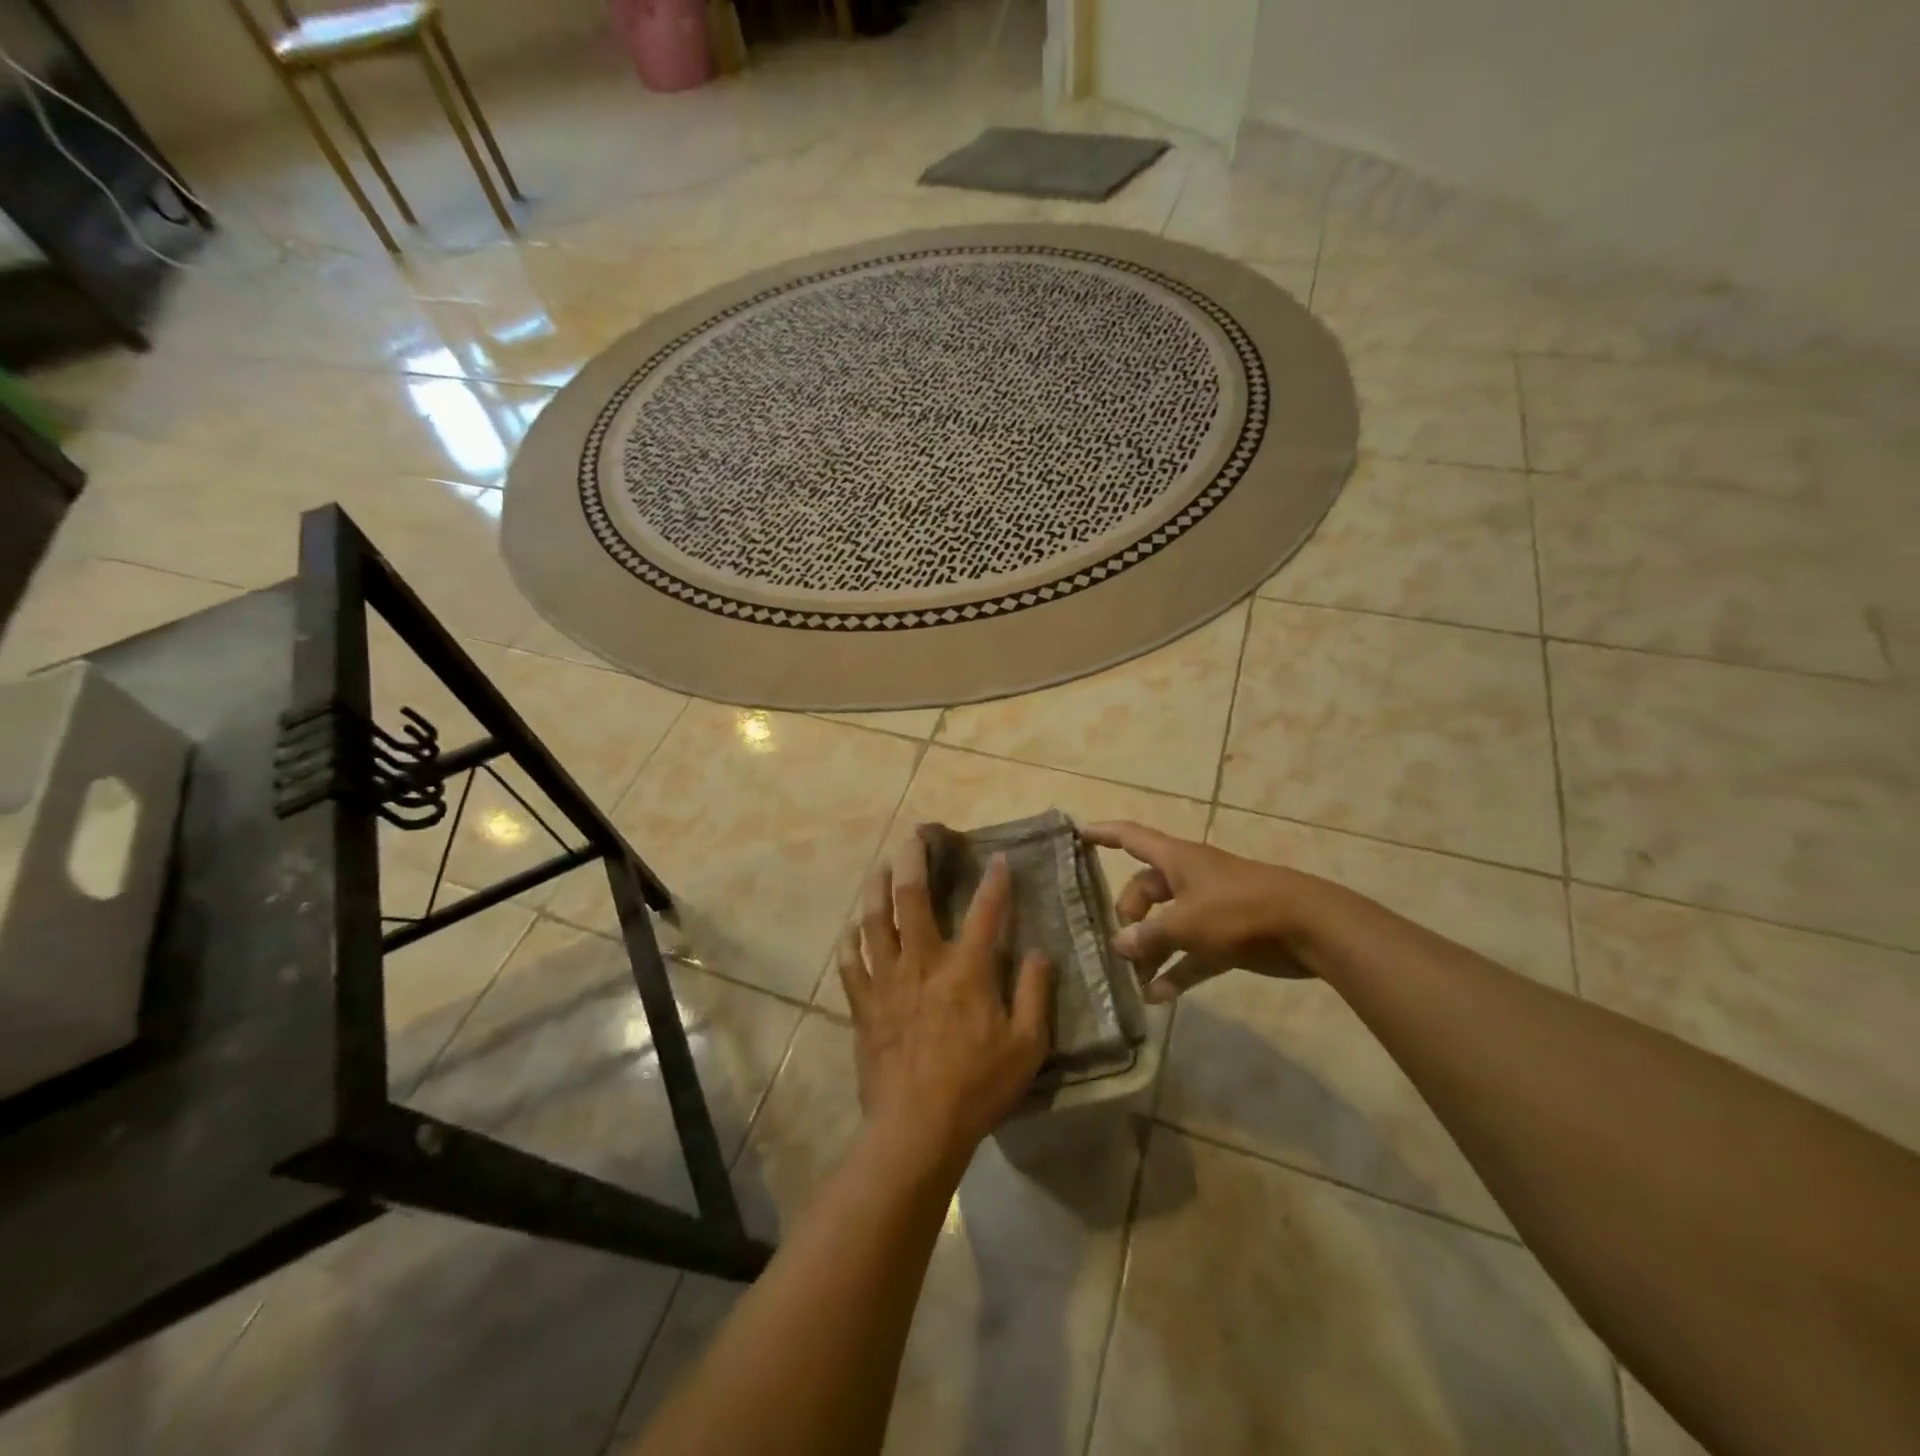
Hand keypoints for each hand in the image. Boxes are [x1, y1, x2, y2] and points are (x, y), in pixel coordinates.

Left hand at [837, 829, 1053, 1164]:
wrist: (916, 1128)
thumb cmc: (977, 1086)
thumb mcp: (1026, 1045)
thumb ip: (1036, 994)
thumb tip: (1040, 953)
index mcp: (965, 971)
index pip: (986, 913)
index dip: (996, 882)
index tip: (999, 858)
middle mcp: (922, 963)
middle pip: (912, 898)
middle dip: (913, 860)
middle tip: (914, 835)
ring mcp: (887, 981)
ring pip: (874, 921)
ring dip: (876, 888)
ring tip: (880, 866)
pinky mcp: (863, 1004)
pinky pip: (851, 963)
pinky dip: (850, 941)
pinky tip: (851, 929)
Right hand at [1082, 821, 1312, 1002]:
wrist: (1309, 928)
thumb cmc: (1240, 910)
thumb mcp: (1187, 923)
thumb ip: (1149, 935)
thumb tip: (1119, 945)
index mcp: (1177, 859)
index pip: (1130, 837)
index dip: (1103, 834)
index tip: (1076, 833)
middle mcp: (1189, 879)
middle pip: (1145, 889)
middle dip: (1128, 915)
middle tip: (1119, 945)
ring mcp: (1209, 908)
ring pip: (1167, 924)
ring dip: (1150, 950)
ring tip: (1132, 980)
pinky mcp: (1227, 937)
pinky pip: (1192, 953)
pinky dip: (1176, 971)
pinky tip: (1158, 997)